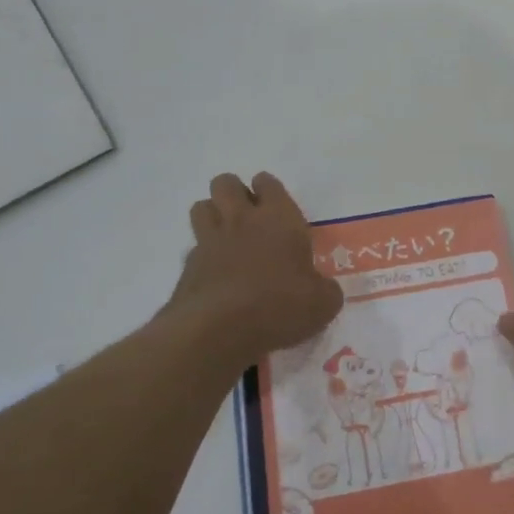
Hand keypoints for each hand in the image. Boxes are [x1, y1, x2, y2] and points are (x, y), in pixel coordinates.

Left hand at [165, 173, 343, 371]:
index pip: (268, 183)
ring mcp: (210, 241)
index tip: (275, 208)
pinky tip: (215, 276)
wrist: (219, 331)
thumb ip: (325, 290)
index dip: (269, 190)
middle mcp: (241, 220)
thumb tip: (323, 289)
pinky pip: (193, 248)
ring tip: (227, 238)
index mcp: (279, 218)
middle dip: (234, 193)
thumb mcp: (322, 303)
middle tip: (248, 218)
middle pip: (226, 183)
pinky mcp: (188, 267)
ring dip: (213, 216)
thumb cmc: (279, 306)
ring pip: (202, 206)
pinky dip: (202, 256)